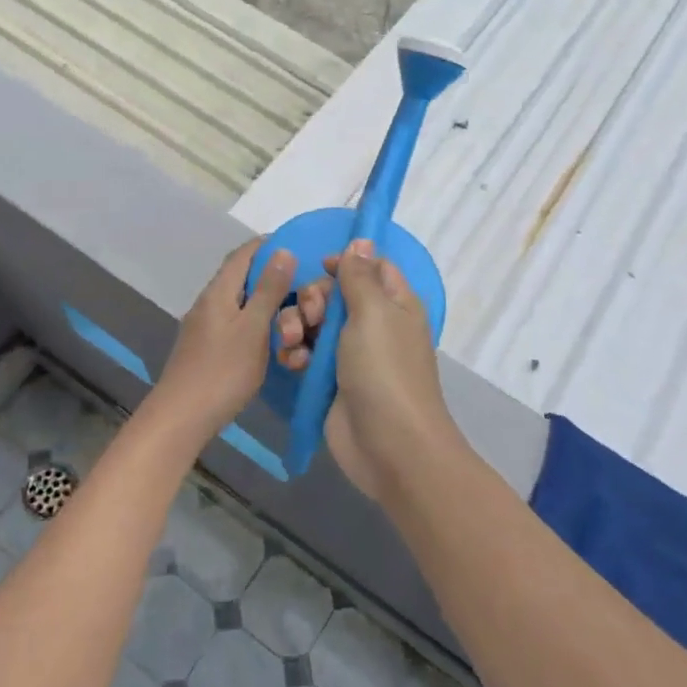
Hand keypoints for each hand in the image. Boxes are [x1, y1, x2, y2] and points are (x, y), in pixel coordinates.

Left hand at [150, 238, 293, 437]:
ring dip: (265, 304)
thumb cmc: (223, 370)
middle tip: (302, 288)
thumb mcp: (254, 328)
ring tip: (292, 314)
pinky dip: (256, 324)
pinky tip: (270, 339)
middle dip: (271, 278)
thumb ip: (268, 290)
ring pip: (239, 303)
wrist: (182, 416)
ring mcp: (204, 326)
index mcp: (218, 291)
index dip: (268, 245)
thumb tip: (283, 250)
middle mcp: (208, 302)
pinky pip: (235, 324)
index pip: (244, 254)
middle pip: (241, 278)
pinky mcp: (206, 348)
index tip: (298, 248)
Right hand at [274, 240, 452, 498]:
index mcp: (394, 303)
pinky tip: (292, 363)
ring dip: (297, 326)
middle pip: (334, 293)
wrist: (388, 445)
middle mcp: (374, 324)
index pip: (370, 267)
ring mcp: (350, 354)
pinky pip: (306, 354)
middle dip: (313, 298)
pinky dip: (296, 354)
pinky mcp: (330, 380)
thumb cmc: (384, 370)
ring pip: (314, 323)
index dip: (345, 263)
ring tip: (293, 341)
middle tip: (311, 316)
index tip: (320, 266)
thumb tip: (362, 241)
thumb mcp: (373, 313)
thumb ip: (360, 276)